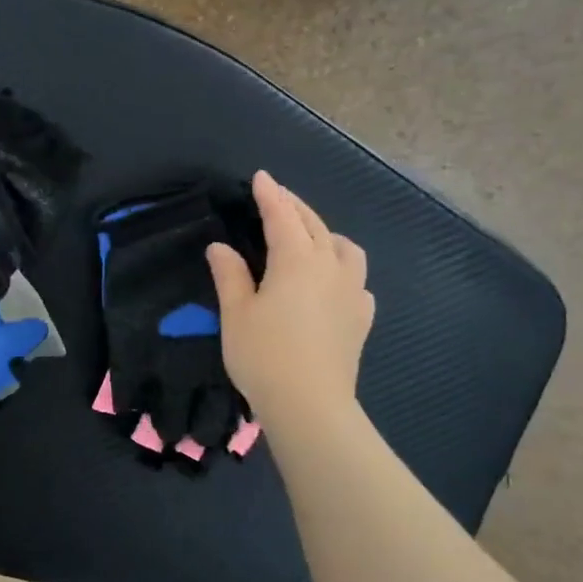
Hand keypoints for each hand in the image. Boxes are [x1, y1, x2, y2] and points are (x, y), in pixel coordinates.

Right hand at [207, 171, 374, 430]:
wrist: (310, 404)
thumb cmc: (264, 355)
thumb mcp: (236, 314)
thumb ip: (229, 275)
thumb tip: (221, 247)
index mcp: (296, 260)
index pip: (282, 216)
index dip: (270, 194)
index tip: (261, 177)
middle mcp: (330, 266)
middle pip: (314, 225)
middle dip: (294, 207)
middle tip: (277, 198)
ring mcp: (352, 291)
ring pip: (345, 248)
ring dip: (326, 234)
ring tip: (311, 239)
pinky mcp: (361, 317)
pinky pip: (357, 280)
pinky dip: (343, 269)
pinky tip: (333, 283)